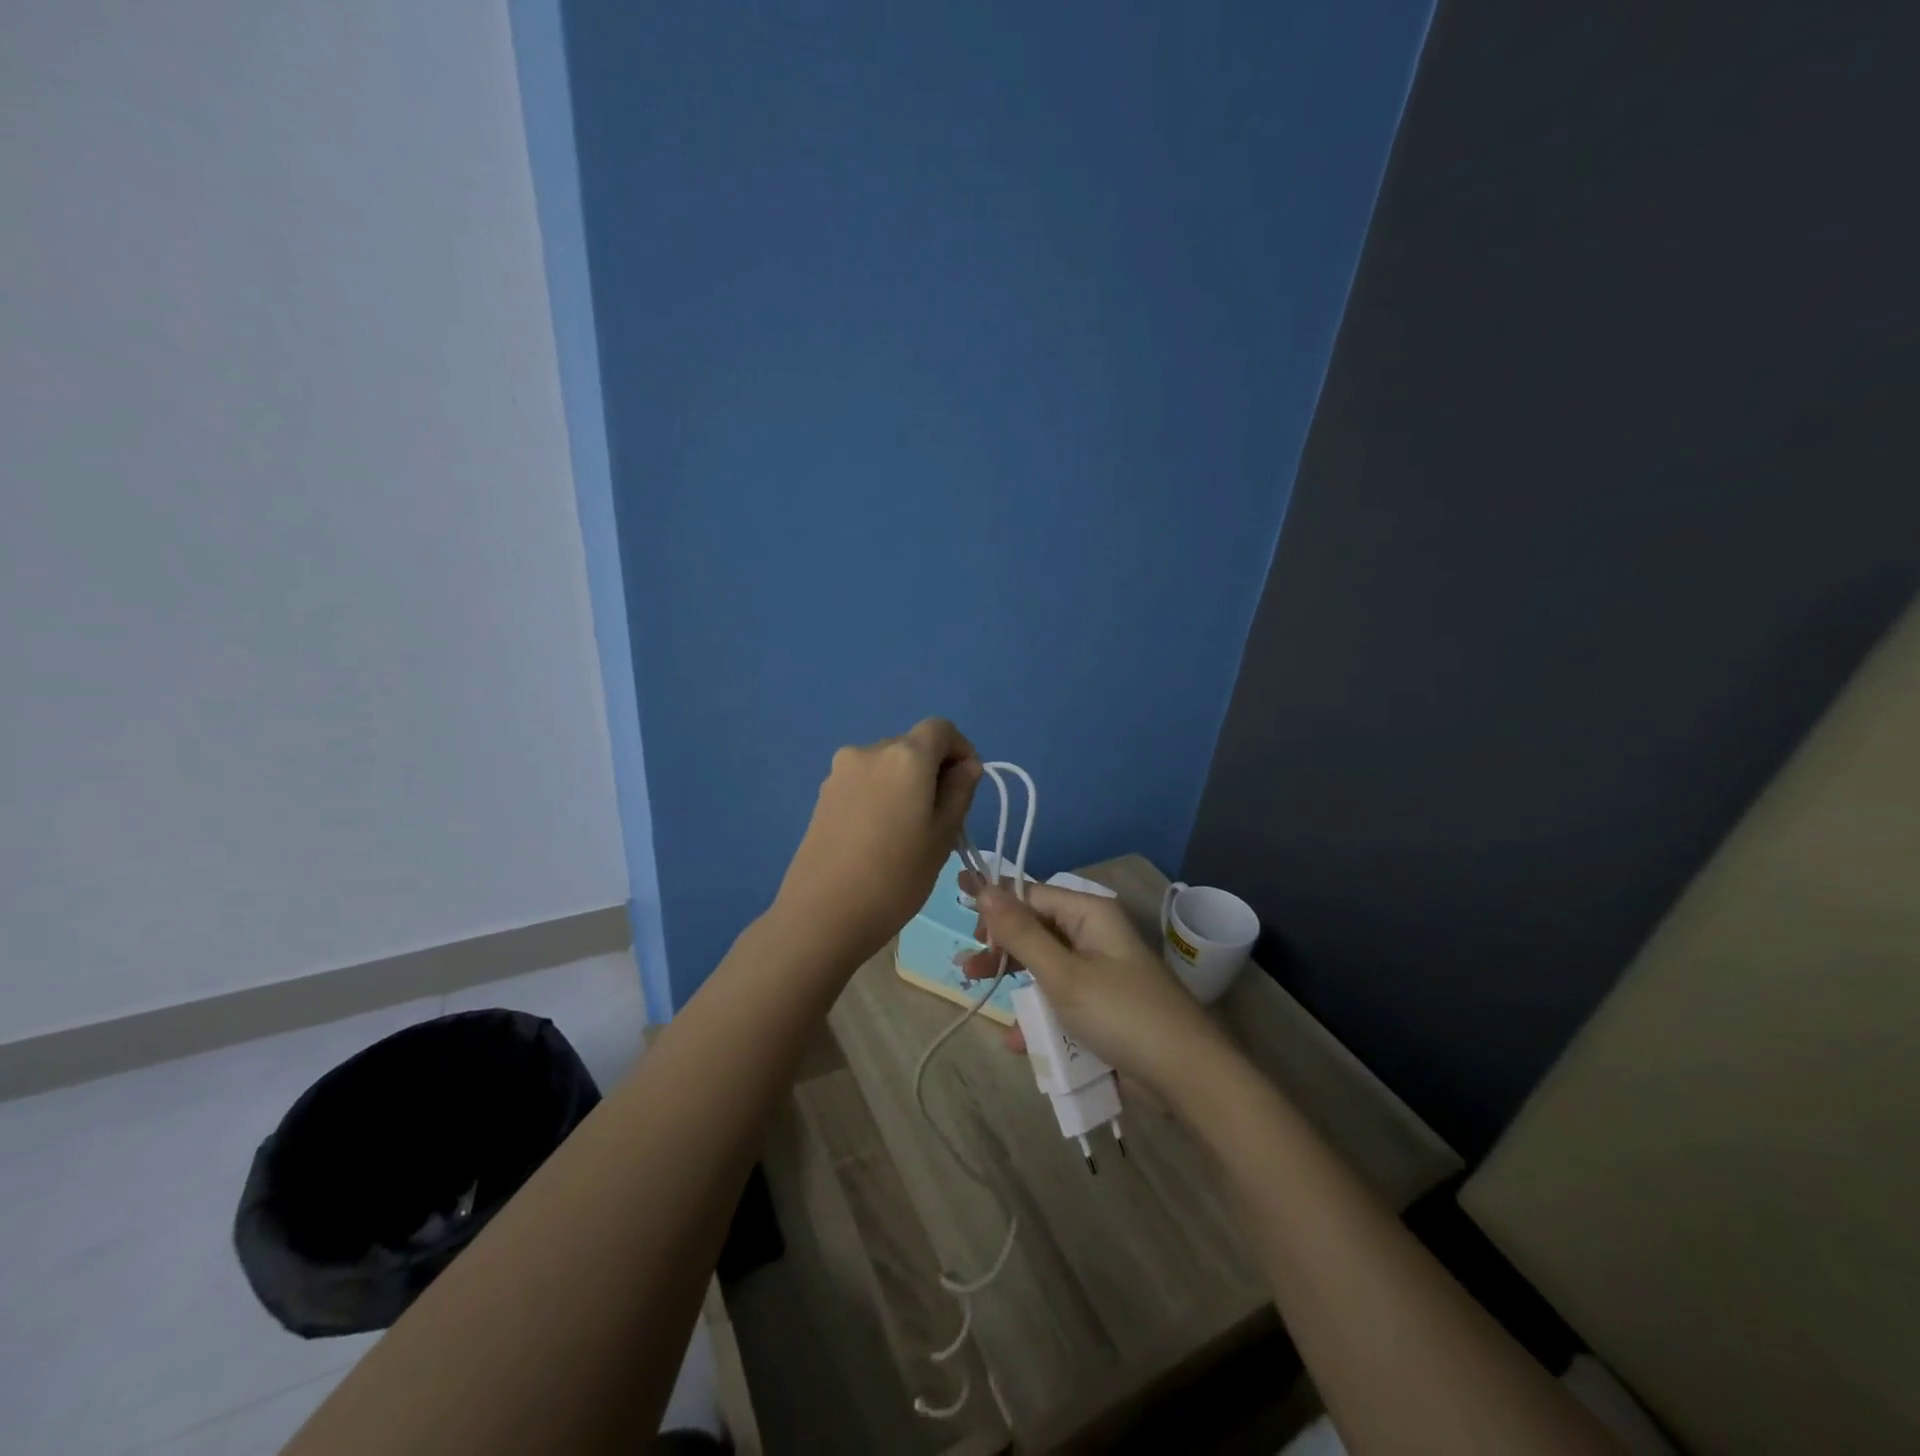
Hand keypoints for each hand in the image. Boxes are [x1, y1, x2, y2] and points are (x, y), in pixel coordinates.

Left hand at [772, 718, 982, 968]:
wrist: (822, 914)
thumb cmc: (895, 877)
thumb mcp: (943, 836)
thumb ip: (960, 792)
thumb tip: (966, 767)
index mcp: (905, 756)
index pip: (941, 728)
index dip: (961, 750)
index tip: (967, 786)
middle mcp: (869, 751)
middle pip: (912, 746)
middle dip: (932, 770)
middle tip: (941, 817)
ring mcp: (840, 772)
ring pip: (886, 766)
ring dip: (905, 785)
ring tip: (907, 832)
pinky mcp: (823, 795)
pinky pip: (863, 783)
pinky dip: (880, 796)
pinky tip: (877, 837)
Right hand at [958, 875, 1235, 1097]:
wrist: (1187, 1078)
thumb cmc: (1122, 1015)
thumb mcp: (1064, 974)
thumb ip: (1021, 933)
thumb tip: (984, 885)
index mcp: (1089, 914)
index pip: (1032, 895)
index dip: (995, 907)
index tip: (961, 919)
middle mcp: (1093, 935)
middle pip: (1035, 930)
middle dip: (1000, 946)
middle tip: (967, 966)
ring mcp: (1098, 972)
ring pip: (1043, 967)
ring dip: (1014, 982)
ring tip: (978, 993)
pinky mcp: (1100, 1006)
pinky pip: (1059, 999)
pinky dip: (1037, 1014)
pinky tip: (1016, 1039)